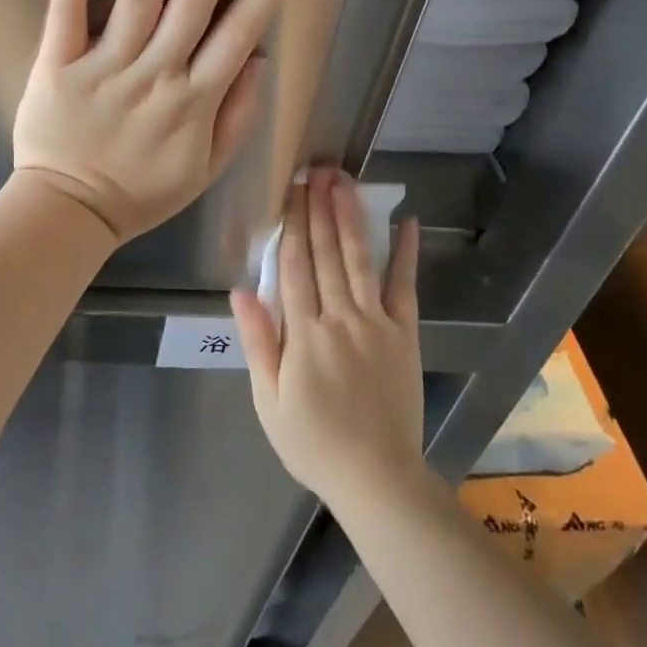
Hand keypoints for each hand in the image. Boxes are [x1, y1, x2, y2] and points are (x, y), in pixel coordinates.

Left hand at [12, 0, 305, 244]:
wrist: (67, 213)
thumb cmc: (141, 192)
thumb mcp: (205, 170)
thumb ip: (236, 116)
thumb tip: (258, 59)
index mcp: (194, 102)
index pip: (239, 31)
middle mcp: (154, 75)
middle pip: (194, 2)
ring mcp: (104, 66)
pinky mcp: (57, 63)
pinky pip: (66, 9)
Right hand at [232, 170, 426, 512]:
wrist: (376, 477)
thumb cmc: (313, 442)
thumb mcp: (269, 401)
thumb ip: (257, 342)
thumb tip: (241, 290)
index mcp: (303, 333)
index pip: (294, 267)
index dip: (291, 225)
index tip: (289, 191)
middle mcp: (340, 317)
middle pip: (326, 254)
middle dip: (319, 208)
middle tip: (316, 170)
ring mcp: (376, 323)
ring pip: (360, 259)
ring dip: (350, 217)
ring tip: (344, 182)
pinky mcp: (405, 333)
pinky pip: (405, 286)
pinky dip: (405, 253)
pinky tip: (405, 221)